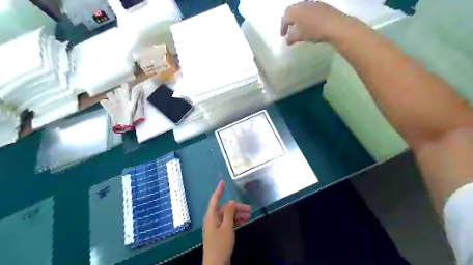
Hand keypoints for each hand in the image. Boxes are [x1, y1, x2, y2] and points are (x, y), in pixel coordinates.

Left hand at [202, 180, 250, 264]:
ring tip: (249, 216)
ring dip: (237, 214)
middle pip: (224, 208)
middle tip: (249, 209)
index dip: (219, 190)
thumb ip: (230, 212)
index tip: (223, 182)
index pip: (215, 199)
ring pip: (227, 215)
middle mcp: (212, 219)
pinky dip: (235, 221)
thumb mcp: (227, 227)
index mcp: (211, 216)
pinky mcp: (219, 233)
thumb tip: (232, 201)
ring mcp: (216, 226)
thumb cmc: (221, 244)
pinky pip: (227, 222)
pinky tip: (243, 221)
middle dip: (236, 207)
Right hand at [280, 0, 350, 44]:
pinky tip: (309, 24)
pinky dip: (306, 16)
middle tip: (289, 29)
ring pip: (301, 9)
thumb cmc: (314, 31)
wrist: (335, 25)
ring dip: (298, 17)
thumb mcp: (300, 37)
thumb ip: (291, 38)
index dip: (282, 27)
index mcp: (295, 11)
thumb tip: (287, 41)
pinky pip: (309, 9)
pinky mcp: (321, 5)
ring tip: (299, 27)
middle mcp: (302, 4)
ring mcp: (312, 3)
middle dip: (289, 20)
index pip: (284, 18)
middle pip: (292, 11)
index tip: (283, 36)